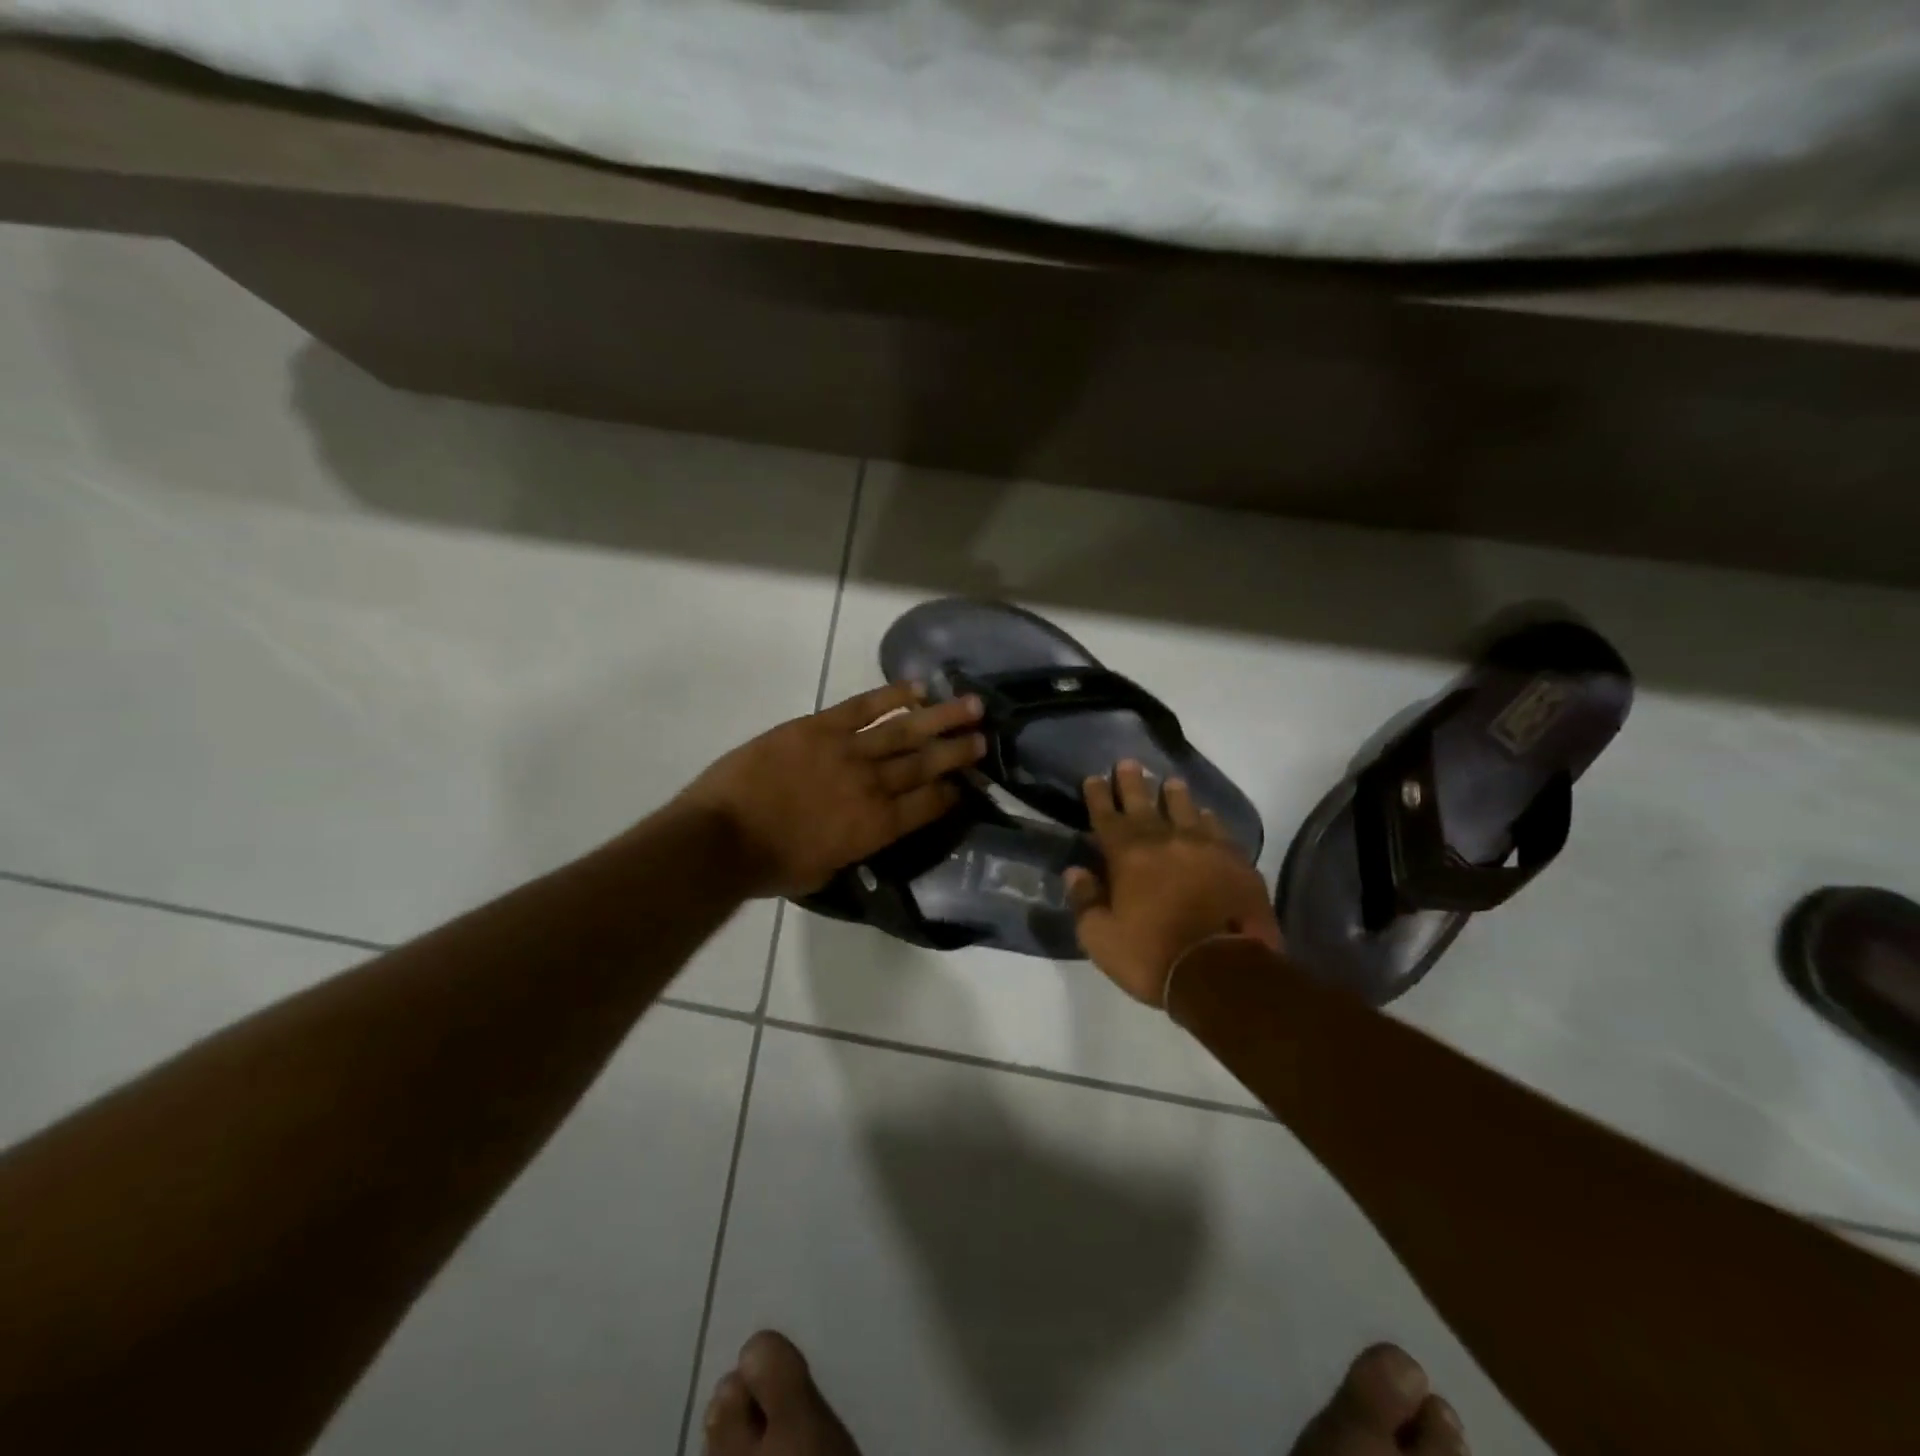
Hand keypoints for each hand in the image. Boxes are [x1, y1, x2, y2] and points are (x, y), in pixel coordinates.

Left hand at [680, 683, 985, 898]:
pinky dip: (891, 695)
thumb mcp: (825, 871)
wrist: (722, 838)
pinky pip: (863, 707)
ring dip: (940, 717)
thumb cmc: (770, 866)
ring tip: (971, 704)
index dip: (951, 792)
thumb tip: (866, 829)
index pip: (928, 805)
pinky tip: (916, 687)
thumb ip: (854, 847)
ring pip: (904, 731)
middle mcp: (872, 786)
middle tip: (984, 737)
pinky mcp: (819, 728)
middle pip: (925, 764)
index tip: (967, 782)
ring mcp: (847, 752)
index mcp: (876, 827)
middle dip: (958, 750)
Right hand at [1066, 760, 1280, 1004]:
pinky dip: (1208, 819)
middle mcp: (1165, 841)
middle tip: (1128, 762)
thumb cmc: (1153, 956)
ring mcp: (1205, 847)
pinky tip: (1206, 815)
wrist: (1224, 971)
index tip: (1093, 778)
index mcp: (1128, 855)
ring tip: (1170, 781)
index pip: (1107, 817)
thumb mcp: (1101, 938)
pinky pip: (1218, 830)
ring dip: (1174, 795)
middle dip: (1133, 783)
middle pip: (1145, 803)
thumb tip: (1075, 872)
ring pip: (1185, 810)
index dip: (1098, 796)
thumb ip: (1085, 901)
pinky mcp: (1236, 862)